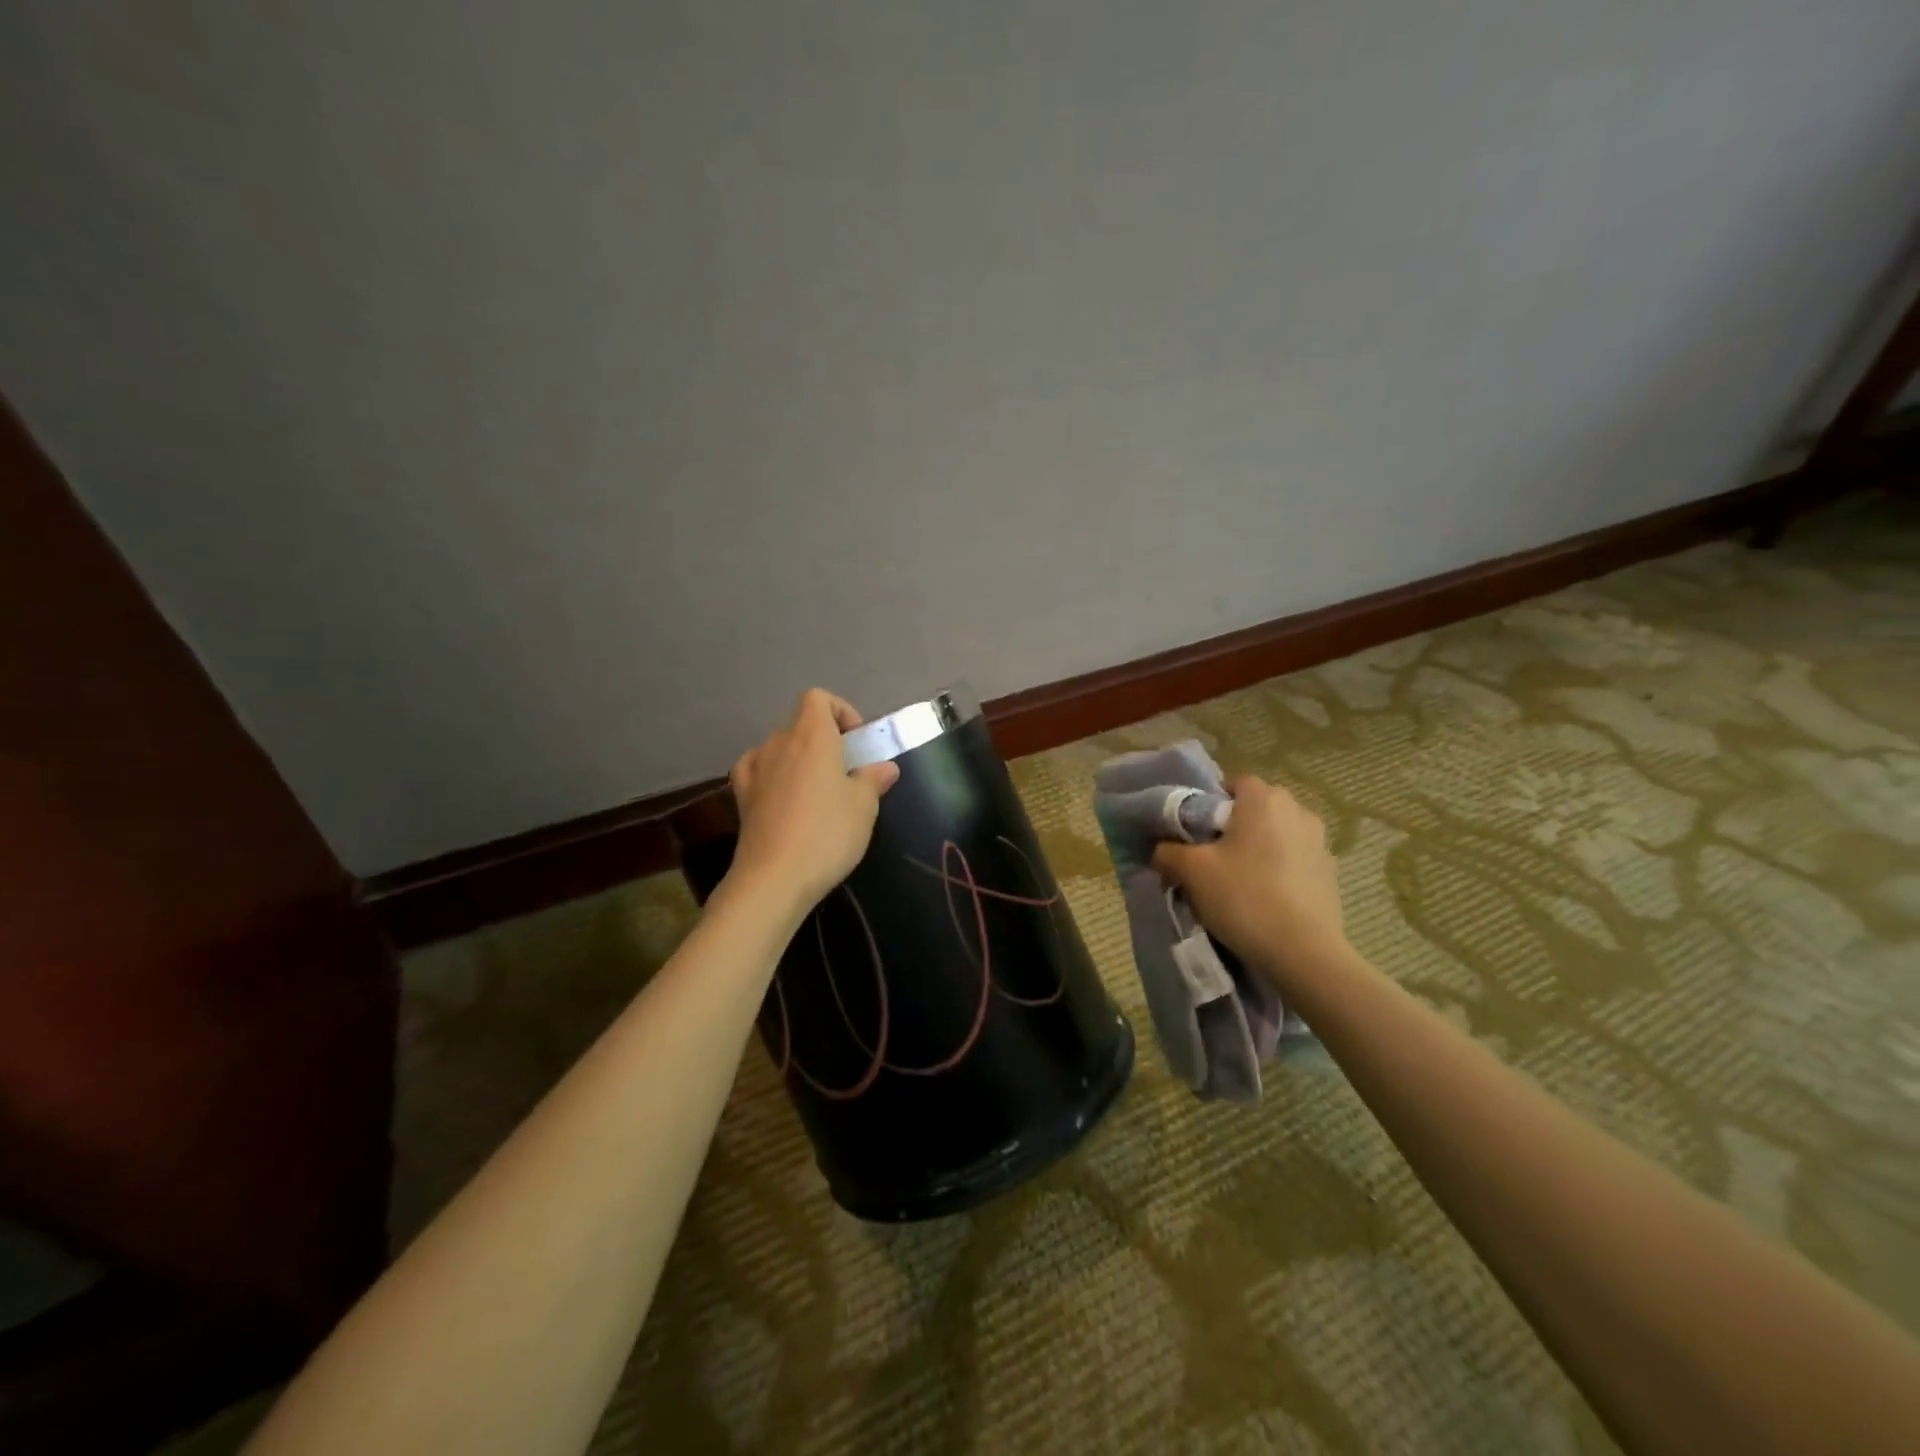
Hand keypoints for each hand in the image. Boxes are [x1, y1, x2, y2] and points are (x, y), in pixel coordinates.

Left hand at [725, 689, 899, 915]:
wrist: (774, 878)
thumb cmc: (827, 833)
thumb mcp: (864, 807)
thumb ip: (873, 780)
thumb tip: (885, 767)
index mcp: (811, 736)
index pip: (818, 698)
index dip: (840, 711)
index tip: (856, 742)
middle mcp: (779, 743)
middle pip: (800, 723)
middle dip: (824, 739)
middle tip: (844, 771)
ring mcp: (754, 768)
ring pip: (779, 747)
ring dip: (798, 758)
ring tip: (816, 789)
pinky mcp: (740, 796)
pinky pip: (757, 769)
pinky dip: (772, 773)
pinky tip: (783, 795)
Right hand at [1152, 777, 1348, 992]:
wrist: (1303, 953)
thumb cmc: (1244, 897)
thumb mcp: (1191, 872)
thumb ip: (1169, 852)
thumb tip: (1162, 851)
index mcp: (1265, 799)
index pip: (1233, 784)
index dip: (1210, 804)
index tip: (1195, 834)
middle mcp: (1298, 811)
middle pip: (1256, 809)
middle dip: (1233, 828)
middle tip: (1211, 859)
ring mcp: (1320, 843)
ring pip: (1277, 836)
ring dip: (1258, 850)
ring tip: (1239, 883)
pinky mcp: (1330, 874)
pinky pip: (1295, 861)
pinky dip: (1279, 873)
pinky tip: (1266, 901)